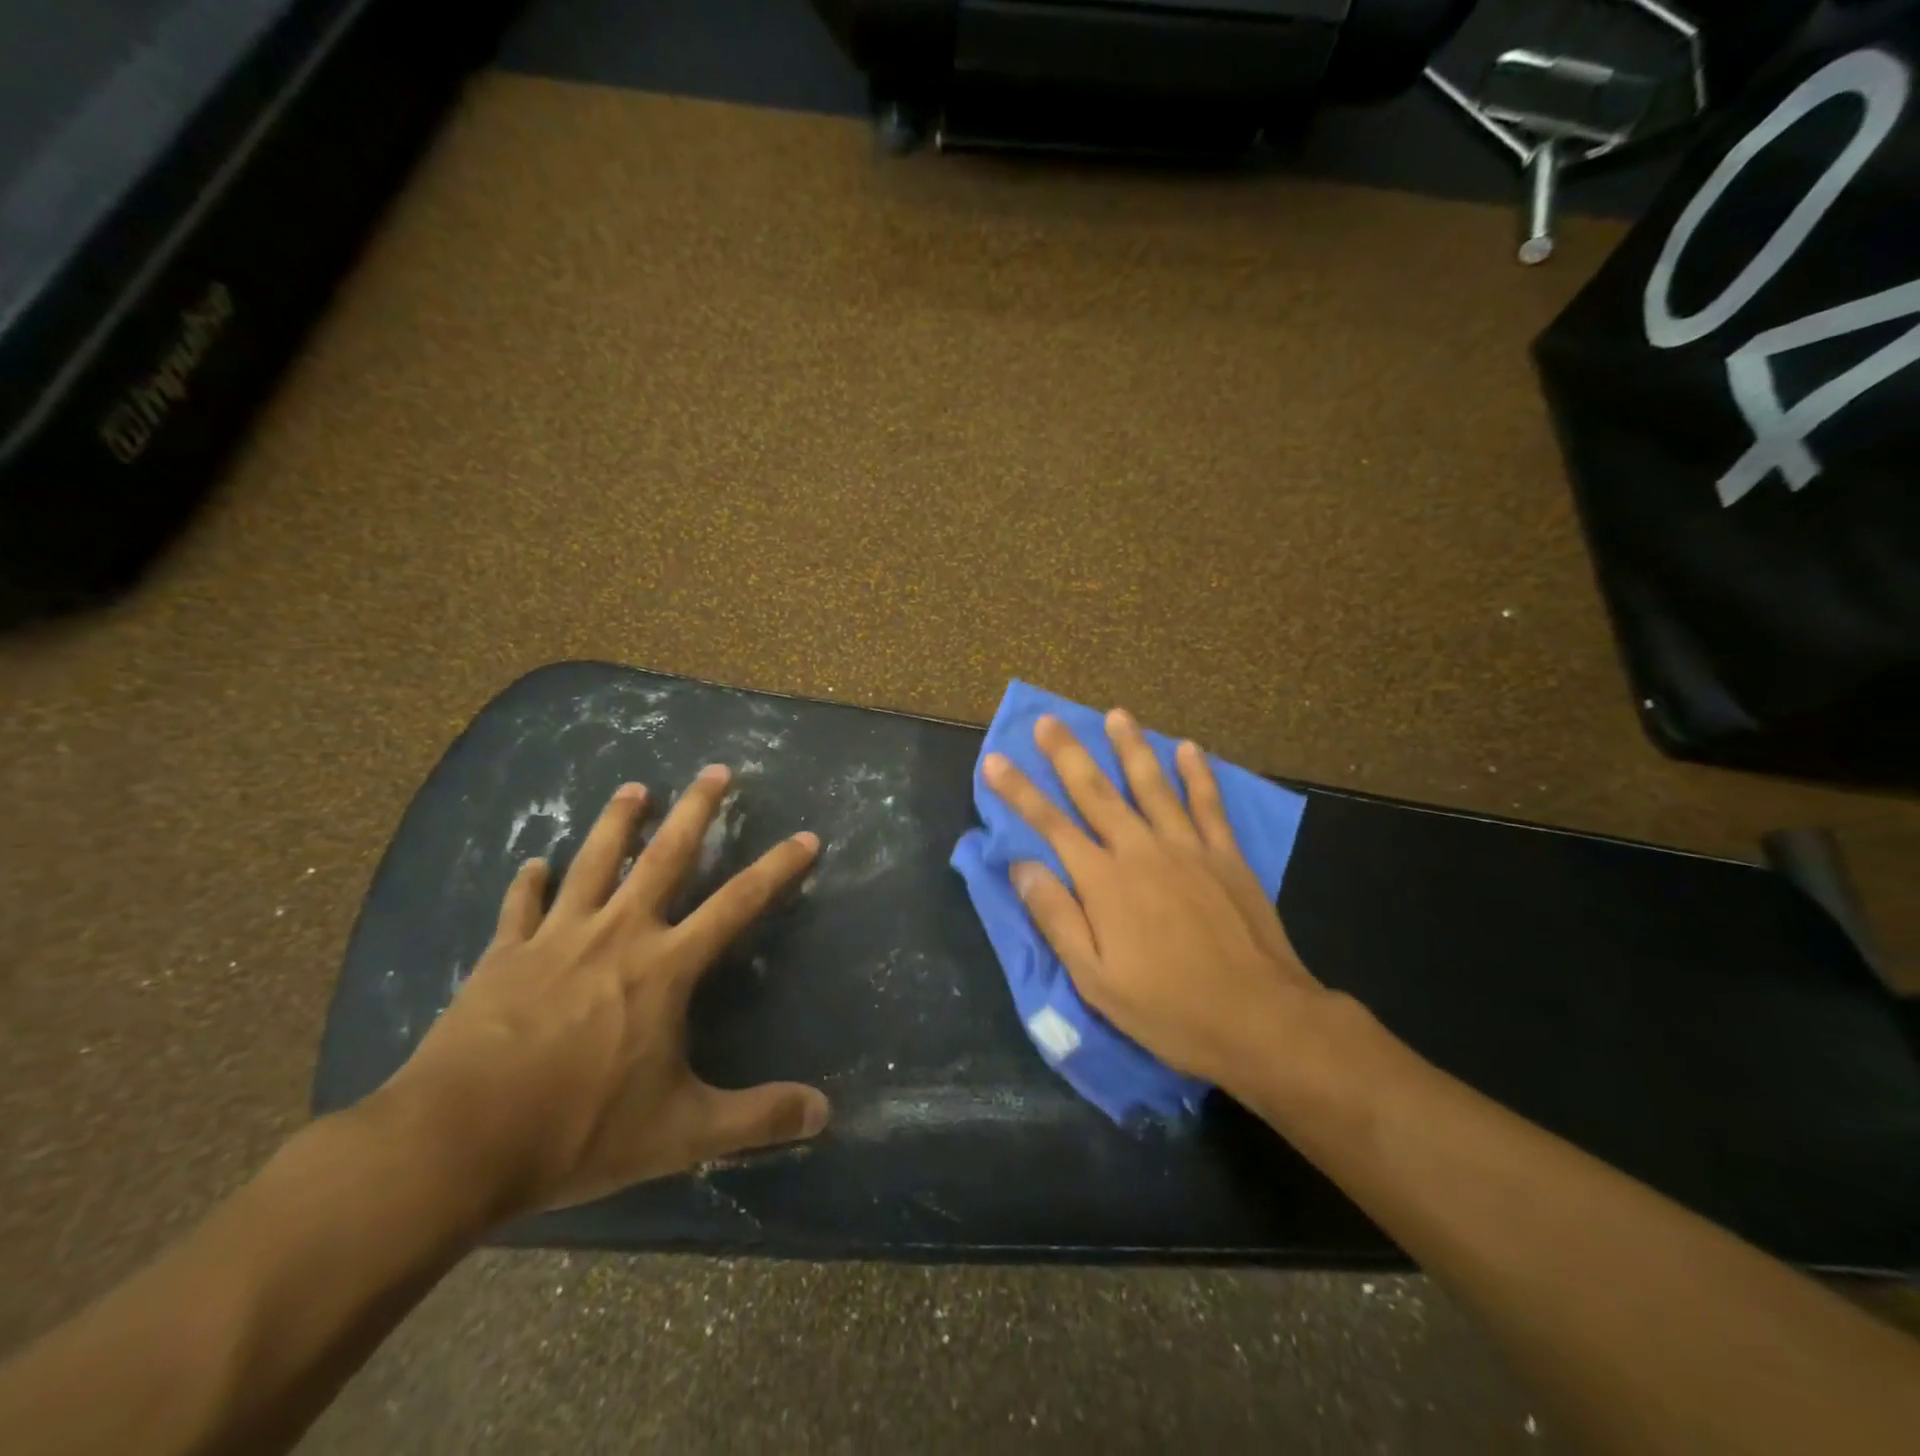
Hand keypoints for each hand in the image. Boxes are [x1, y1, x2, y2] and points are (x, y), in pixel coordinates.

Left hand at [372, 767, 829, 1223]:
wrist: (454, 1143)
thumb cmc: (578, 1130)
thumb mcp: (681, 1132)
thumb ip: (757, 1118)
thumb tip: (826, 1114)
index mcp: (665, 967)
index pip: (739, 903)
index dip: (778, 868)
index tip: (806, 837)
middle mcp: (617, 934)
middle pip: (665, 856)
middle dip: (695, 810)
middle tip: (715, 770)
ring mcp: (556, 939)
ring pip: (593, 862)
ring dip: (617, 822)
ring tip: (634, 787)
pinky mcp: (503, 956)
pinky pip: (520, 907)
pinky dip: (528, 882)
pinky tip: (532, 863)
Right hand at [983, 710, 1328, 1092]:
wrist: (1260, 1019)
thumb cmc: (1169, 1008)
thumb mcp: (1096, 979)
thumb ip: (1057, 917)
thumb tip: (1021, 866)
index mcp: (1104, 882)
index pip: (1050, 824)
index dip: (1019, 791)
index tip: (994, 759)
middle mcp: (1140, 850)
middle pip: (1096, 791)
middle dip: (1067, 753)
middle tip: (1047, 720)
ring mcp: (1187, 847)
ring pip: (1152, 784)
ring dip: (1130, 747)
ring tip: (1116, 714)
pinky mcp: (1226, 855)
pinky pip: (1208, 803)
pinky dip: (1197, 773)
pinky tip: (1188, 747)